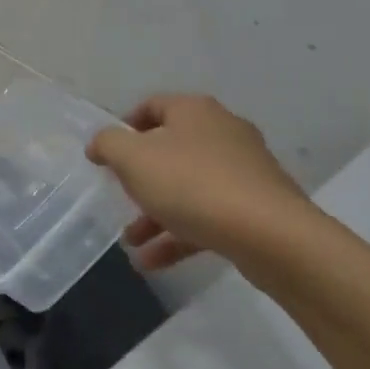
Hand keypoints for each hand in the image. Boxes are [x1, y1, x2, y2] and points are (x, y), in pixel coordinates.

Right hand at [87, 94, 309, 270]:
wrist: (268, 234)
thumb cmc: (191, 184)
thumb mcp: (133, 159)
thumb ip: (108, 144)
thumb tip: (101, 143)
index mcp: (194, 111)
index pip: (152, 106)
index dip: (124, 128)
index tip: (105, 156)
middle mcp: (221, 132)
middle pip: (170, 149)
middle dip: (140, 178)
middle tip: (120, 197)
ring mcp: (243, 170)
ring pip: (188, 187)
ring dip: (156, 214)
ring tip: (131, 242)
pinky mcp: (255, 206)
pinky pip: (207, 216)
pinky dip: (179, 234)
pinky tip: (153, 262)